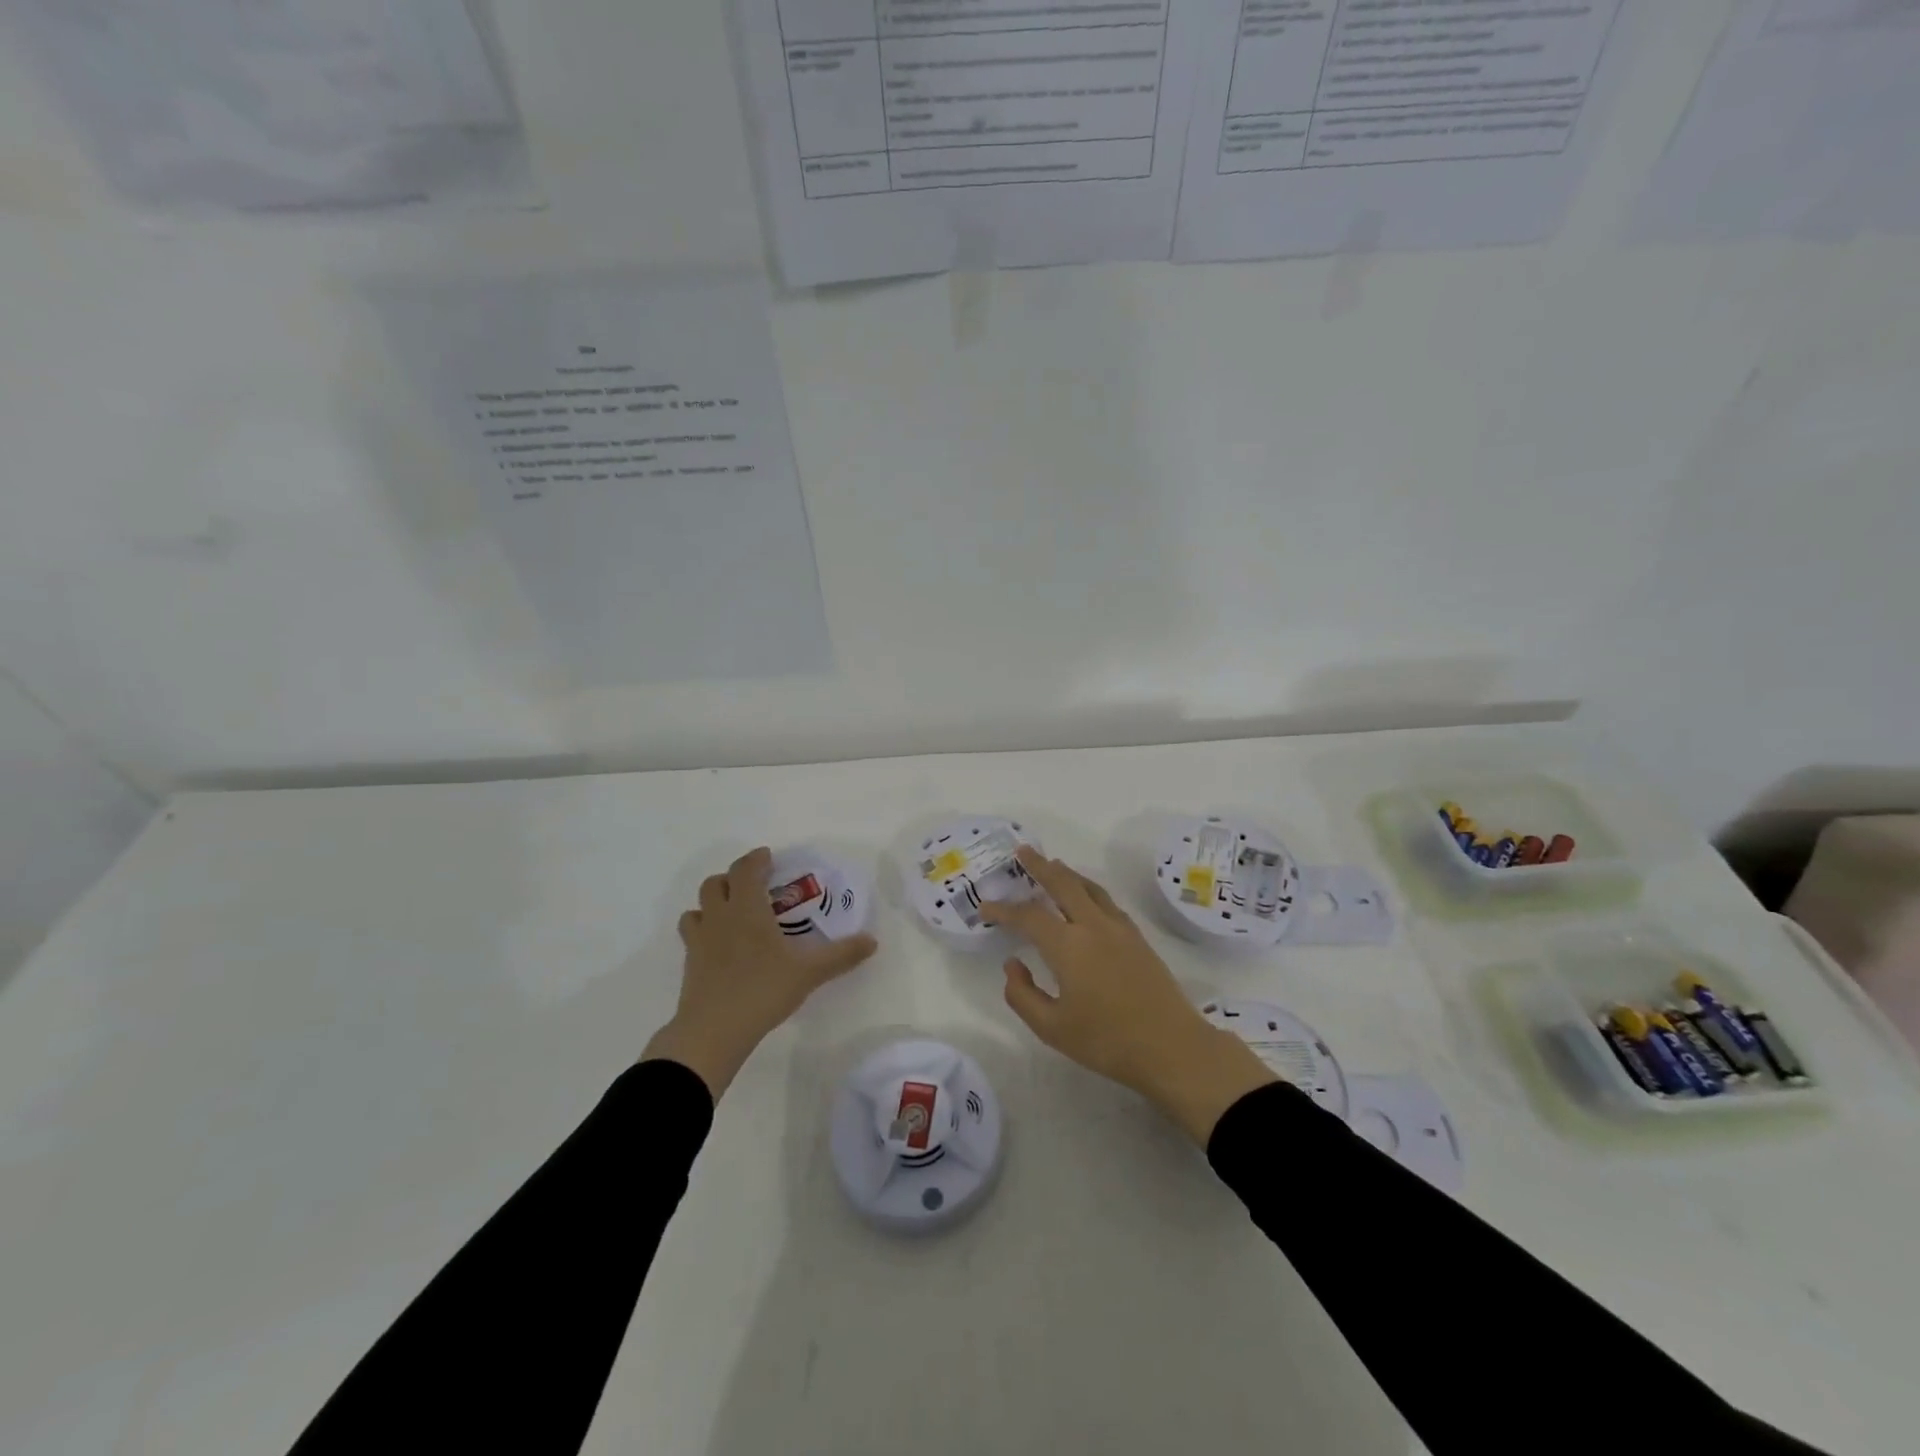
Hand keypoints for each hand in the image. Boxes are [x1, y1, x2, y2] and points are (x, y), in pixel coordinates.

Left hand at [644, 847, 877, 1098]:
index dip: (756, 859)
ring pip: (698, 906)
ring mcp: (699, 940)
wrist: (713, 1031)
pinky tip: (719, 945)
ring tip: (733, 913)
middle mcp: (720, 916)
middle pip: (715, 883)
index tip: (768, 857)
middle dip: (733, 878)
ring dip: (713, 902)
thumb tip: (872, 941)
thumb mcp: (809, 972)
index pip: (746, 869)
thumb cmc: (763, 990)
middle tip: (754, 887)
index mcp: (747, 909)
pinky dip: (703, 929)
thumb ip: (841, 955)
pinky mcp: (689, 963)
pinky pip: (692, 934)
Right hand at [980, 848, 1276, 1144]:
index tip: (985, 907)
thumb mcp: (1051, 1028)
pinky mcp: (1138, 938)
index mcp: (1068, 946)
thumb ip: (1023, 994)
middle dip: (1040, 866)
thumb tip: (1012, 964)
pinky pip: (1106, 901)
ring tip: (1053, 866)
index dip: (1004, 909)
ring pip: (1088, 887)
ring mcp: (1119, 929)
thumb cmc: (1106, 1041)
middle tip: (1023, 851)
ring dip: (1067, 873)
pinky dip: (1089, 889)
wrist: (1172, 1048)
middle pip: (1063, 883)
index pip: (1028, 916)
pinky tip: (1086, 898)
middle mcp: (1093, 926)